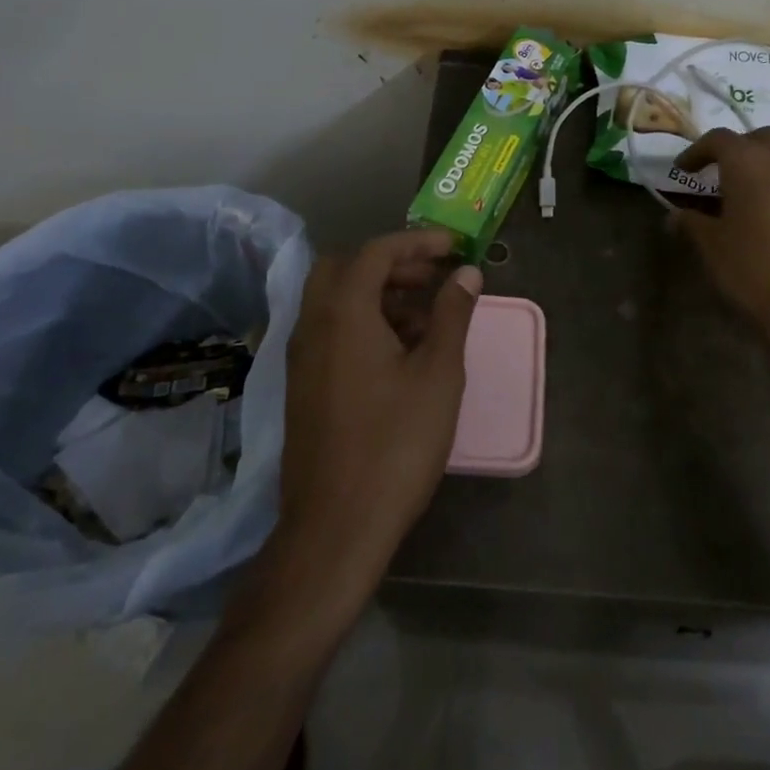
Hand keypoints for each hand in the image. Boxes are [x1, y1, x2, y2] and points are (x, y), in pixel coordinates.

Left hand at [277, 230, 481, 595]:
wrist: (336, 527)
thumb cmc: (396, 444)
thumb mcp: (438, 374)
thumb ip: (453, 314)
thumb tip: (467, 273)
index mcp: (344, 313)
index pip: (376, 252)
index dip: (418, 241)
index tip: (454, 247)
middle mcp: (314, 325)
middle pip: (345, 268)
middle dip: (391, 264)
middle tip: (432, 277)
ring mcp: (302, 357)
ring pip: (336, 301)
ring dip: (378, 294)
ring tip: (426, 317)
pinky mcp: (303, 386)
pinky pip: (331, 331)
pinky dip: (363, 322)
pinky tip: (400, 354)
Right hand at [674, 128, 769, 391]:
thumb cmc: (757, 271)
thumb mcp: (713, 248)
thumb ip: (692, 224)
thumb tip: (675, 216)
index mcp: (749, 162)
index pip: (718, 139)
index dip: (696, 152)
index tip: (683, 170)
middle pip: (759, 138)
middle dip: (737, 150)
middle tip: (719, 174)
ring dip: (765, 167)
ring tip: (747, 196)